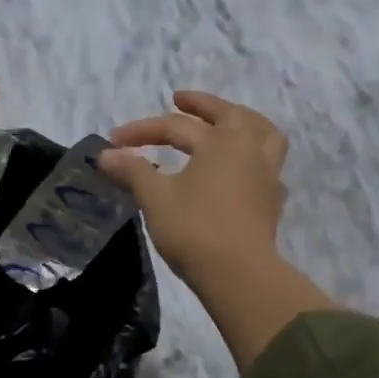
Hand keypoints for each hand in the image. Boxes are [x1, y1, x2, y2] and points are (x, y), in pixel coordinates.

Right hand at [100, 92, 335, 371]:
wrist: (240, 276)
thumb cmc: (195, 228)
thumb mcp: (155, 197)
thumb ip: (132, 170)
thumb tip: (106, 155)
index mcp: (223, 140)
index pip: (176, 126)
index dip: (142, 131)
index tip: (114, 141)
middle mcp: (250, 150)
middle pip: (229, 116)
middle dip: (202, 106)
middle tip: (180, 101)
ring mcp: (267, 175)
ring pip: (263, 134)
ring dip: (242, 122)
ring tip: (225, 123)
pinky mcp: (272, 202)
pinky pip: (266, 165)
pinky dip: (251, 156)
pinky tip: (238, 169)